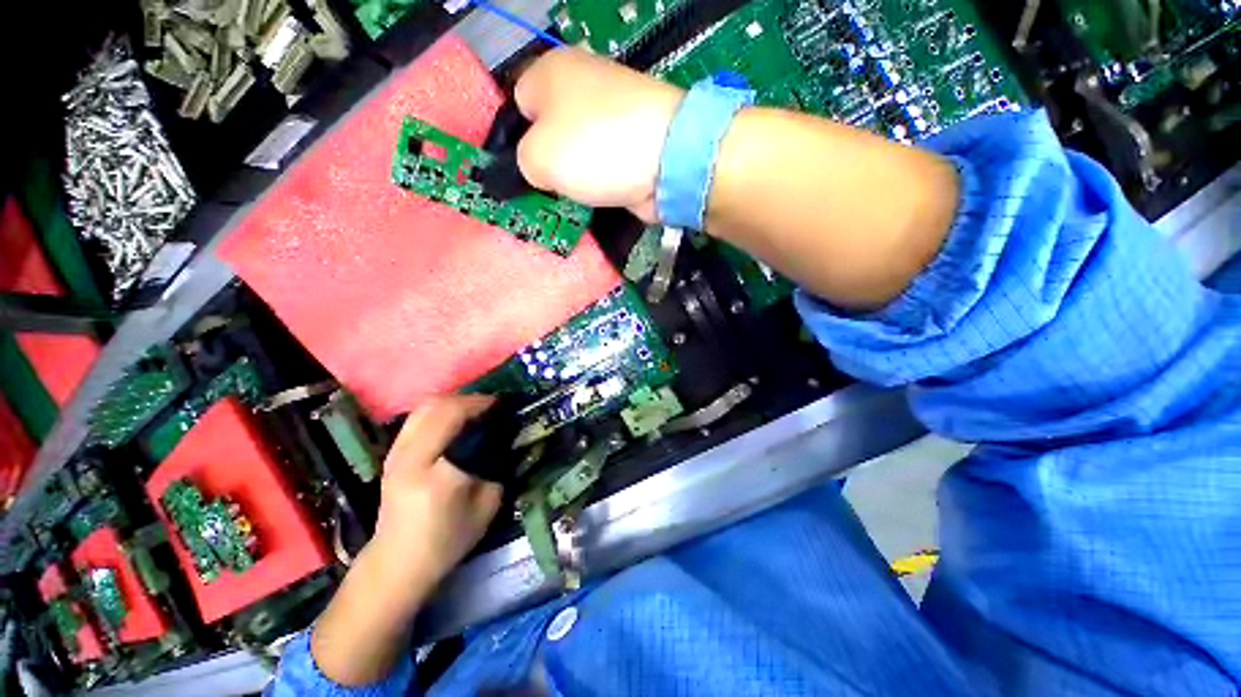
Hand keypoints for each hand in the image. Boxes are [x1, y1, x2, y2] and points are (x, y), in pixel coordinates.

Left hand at [311, 395, 500, 685]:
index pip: (457, 419)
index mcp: (436, 472)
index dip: (484, 406)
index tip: (506, 407)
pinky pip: (418, 416)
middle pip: (439, 405)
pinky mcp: (392, 453)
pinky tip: (456, 419)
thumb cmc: (447, 540)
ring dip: (455, 400)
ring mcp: (396, 453)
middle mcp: (410, 456)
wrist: (397, 563)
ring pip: (425, 406)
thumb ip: (499, 466)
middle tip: (494, 405)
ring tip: (477, 409)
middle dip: (471, 399)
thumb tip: (509, 437)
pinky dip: (441, 409)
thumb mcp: (488, 505)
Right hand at [514, 48, 683, 221]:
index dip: (516, 141)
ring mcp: (613, 113)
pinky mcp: (633, 141)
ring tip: (574, 198)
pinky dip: (600, 182)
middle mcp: (583, 83)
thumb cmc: (594, 148)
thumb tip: (537, 169)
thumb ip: (522, 163)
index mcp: (550, 70)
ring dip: (575, 177)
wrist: (667, 159)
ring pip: (579, 151)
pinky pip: (603, 164)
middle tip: (548, 190)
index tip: (524, 172)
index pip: (517, 105)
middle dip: (548, 162)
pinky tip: (598, 198)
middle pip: (551, 130)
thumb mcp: (537, 157)